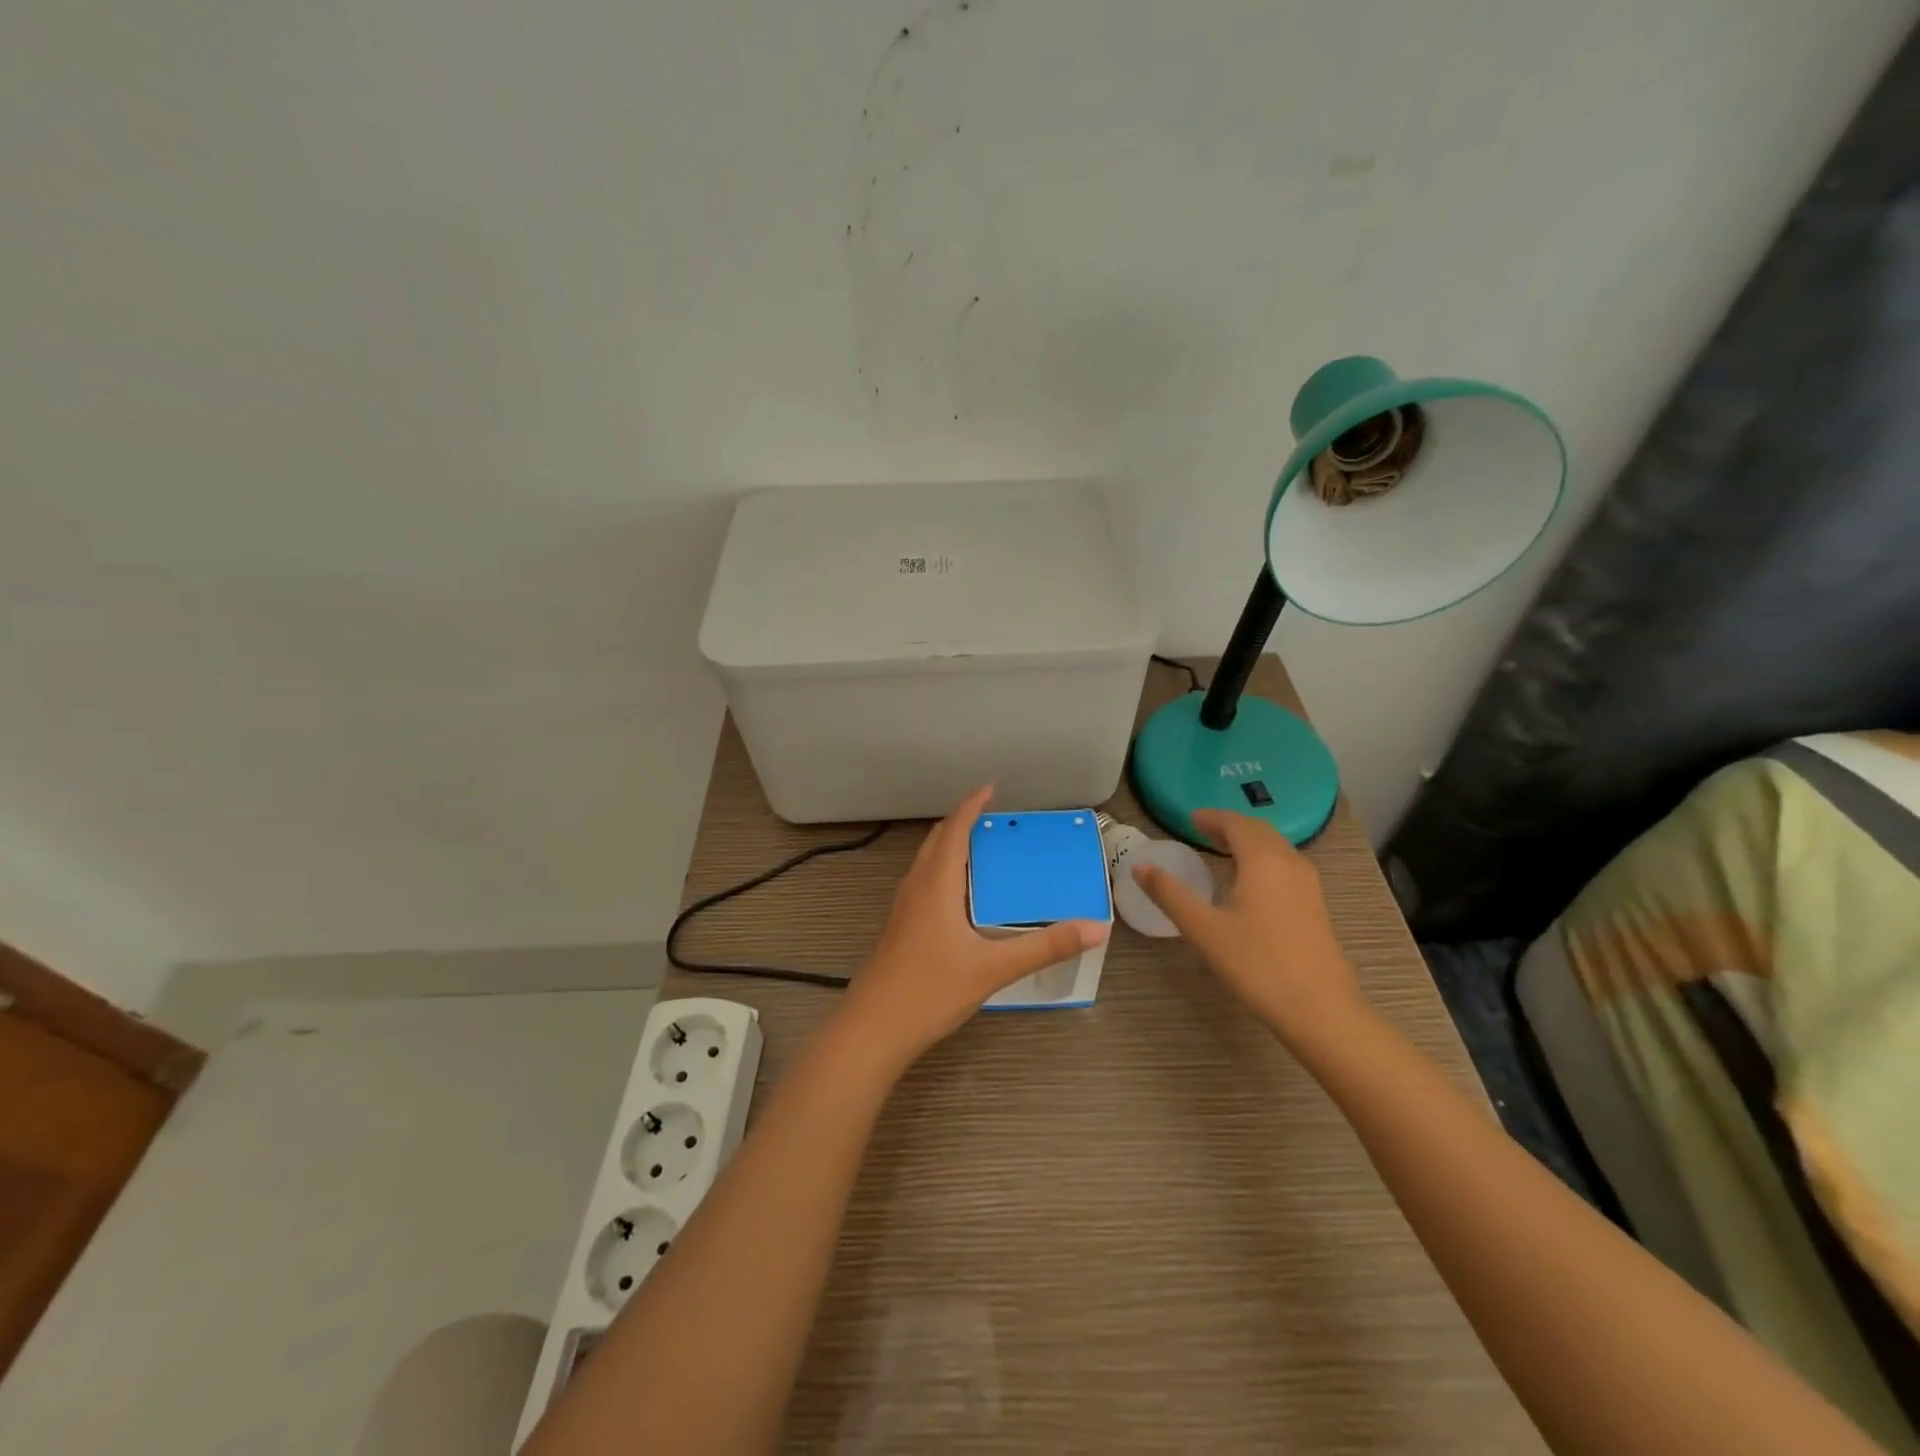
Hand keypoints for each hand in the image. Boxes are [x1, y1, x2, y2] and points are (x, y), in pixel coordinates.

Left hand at [837, 786, 1107, 1069]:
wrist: (874, 1028)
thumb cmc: (931, 989)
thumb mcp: (994, 968)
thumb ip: (1045, 947)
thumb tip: (1095, 928)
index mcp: (936, 884)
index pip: (955, 830)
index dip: (972, 805)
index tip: (991, 787)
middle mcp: (916, 886)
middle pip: (937, 840)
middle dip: (962, 822)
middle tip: (994, 820)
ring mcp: (903, 907)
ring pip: (927, 861)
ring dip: (951, 845)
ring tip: (982, 851)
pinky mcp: (900, 927)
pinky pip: (924, 881)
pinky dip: (944, 870)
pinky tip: (961, 897)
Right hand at [1132, 809, 1371, 1053]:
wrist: (1320, 1009)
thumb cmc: (1257, 964)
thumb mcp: (1204, 929)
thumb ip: (1170, 894)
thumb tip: (1140, 867)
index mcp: (1263, 860)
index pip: (1236, 824)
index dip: (1212, 818)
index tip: (1190, 818)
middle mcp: (1290, 863)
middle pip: (1259, 831)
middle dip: (1230, 827)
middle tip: (1202, 831)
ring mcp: (1309, 886)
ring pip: (1276, 849)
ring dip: (1248, 843)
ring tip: (1221, 853)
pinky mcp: (1316, 907)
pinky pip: (1285, 867)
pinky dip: (1263, 861)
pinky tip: (1249, 884)